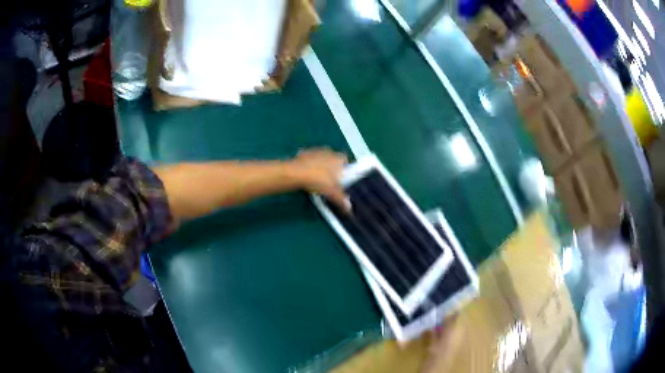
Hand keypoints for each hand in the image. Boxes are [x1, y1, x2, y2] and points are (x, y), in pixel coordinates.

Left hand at [290, 149, 350, 211]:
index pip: (346, 160)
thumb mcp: (331, 192)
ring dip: (321, 165)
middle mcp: (329, 152)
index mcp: (338, 159)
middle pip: (334, 158)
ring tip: (317, 177)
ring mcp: (316, 151)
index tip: (342, 176)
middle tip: (330, 179)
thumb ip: (341, 199)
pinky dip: (310, 164)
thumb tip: (348, 207)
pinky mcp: (304, 153)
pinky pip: (310, 158)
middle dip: (333, 167)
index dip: (345, 168)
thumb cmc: (317, 180)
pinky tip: (307, 174)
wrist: (296, 173)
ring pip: (322, 158)